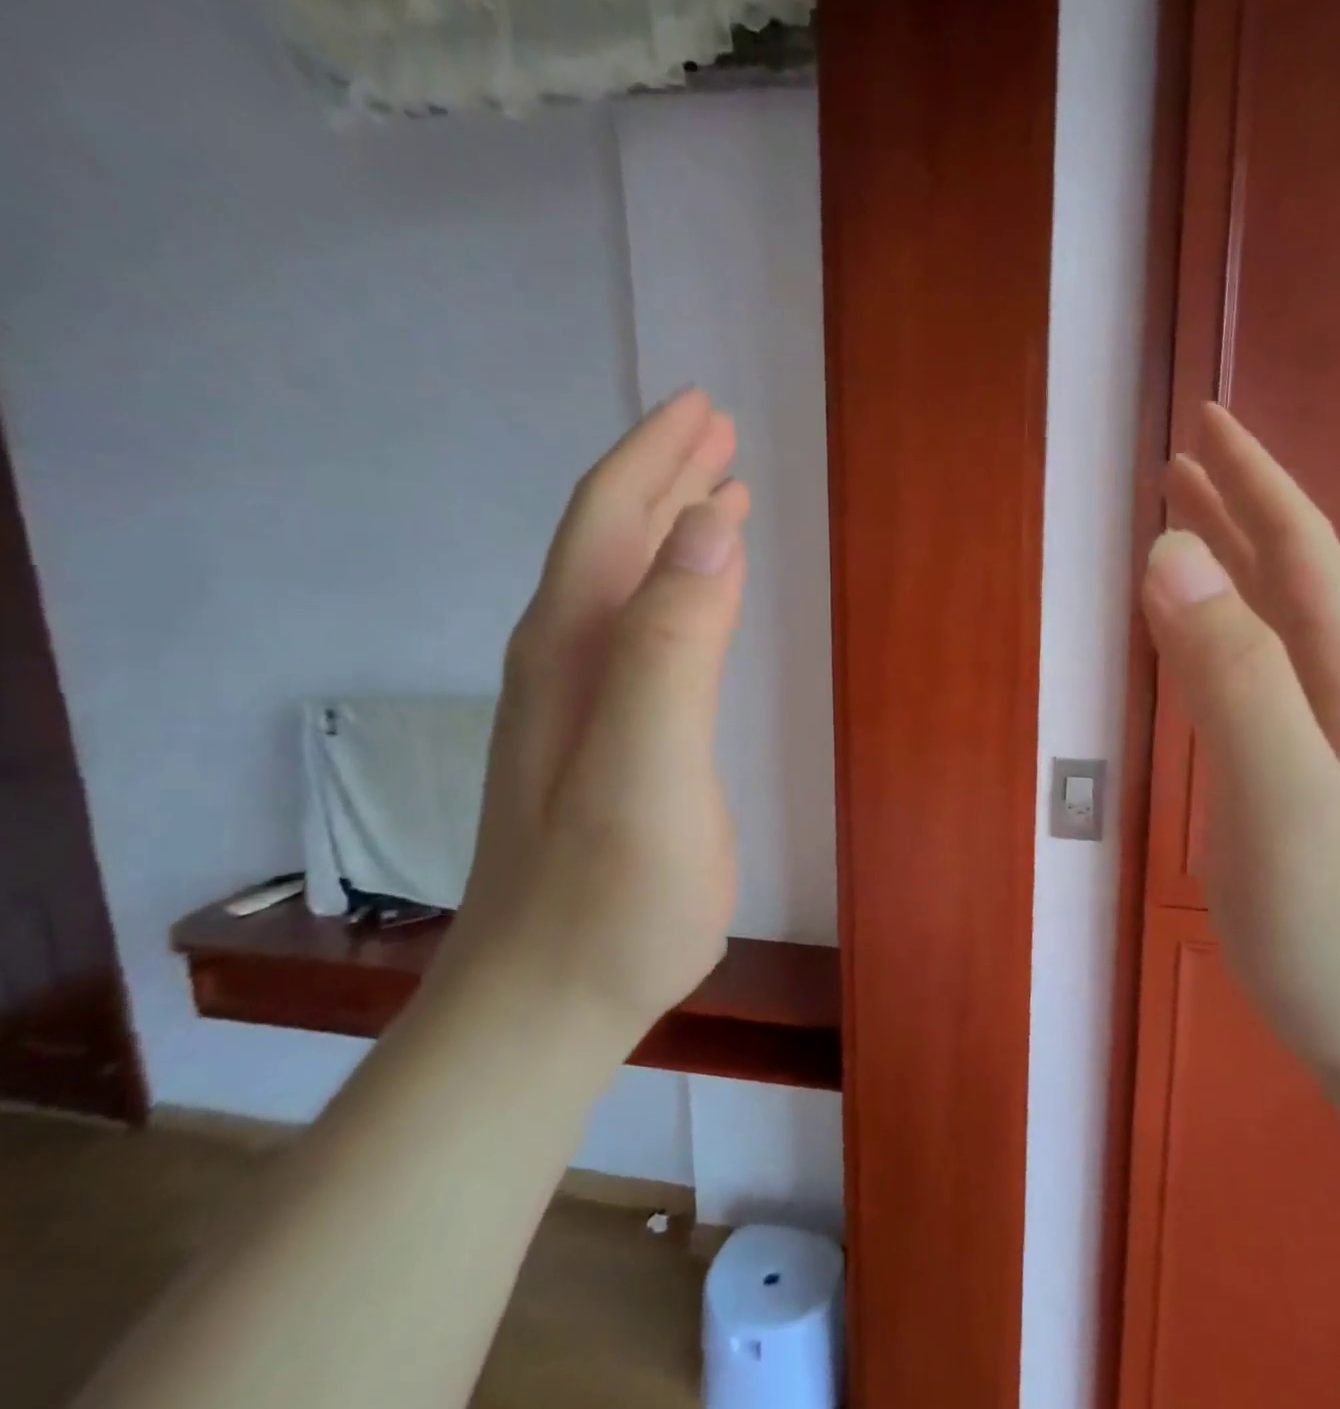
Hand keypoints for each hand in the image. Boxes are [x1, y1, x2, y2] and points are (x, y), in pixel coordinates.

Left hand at [438, 389, 749, 1050]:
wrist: (550, 1001)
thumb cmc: (610, 893)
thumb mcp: (648, 765)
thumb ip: (673, 644)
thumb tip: (711, 525)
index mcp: (573, 648)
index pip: (610, 520)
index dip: (656, 457)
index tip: (705, 407)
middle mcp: (566, 661)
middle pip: (613, 541)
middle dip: (665, 476)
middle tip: (718, 431)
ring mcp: (584, 705)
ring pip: (627, 586)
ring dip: (672, 530)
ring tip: (720, 495)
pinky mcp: (610, 743)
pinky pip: (644, 635)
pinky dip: (677, 592)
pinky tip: (701, 596)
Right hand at [1141, 404, 1339, 1084]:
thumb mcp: (1285, 796)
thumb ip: (1231, 676)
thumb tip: (1171, 554)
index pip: (1297, 546)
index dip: (1250, 478)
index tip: (1201, 422)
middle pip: (1286, 575)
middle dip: (1235, 509)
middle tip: (1177, 463)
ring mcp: (1320, 743)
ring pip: (1268, 628)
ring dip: (1225, 571)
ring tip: (1179, 535)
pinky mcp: (1296, 787)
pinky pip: (1250, 683)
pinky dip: (1215, 640)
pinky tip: (1197, 646)